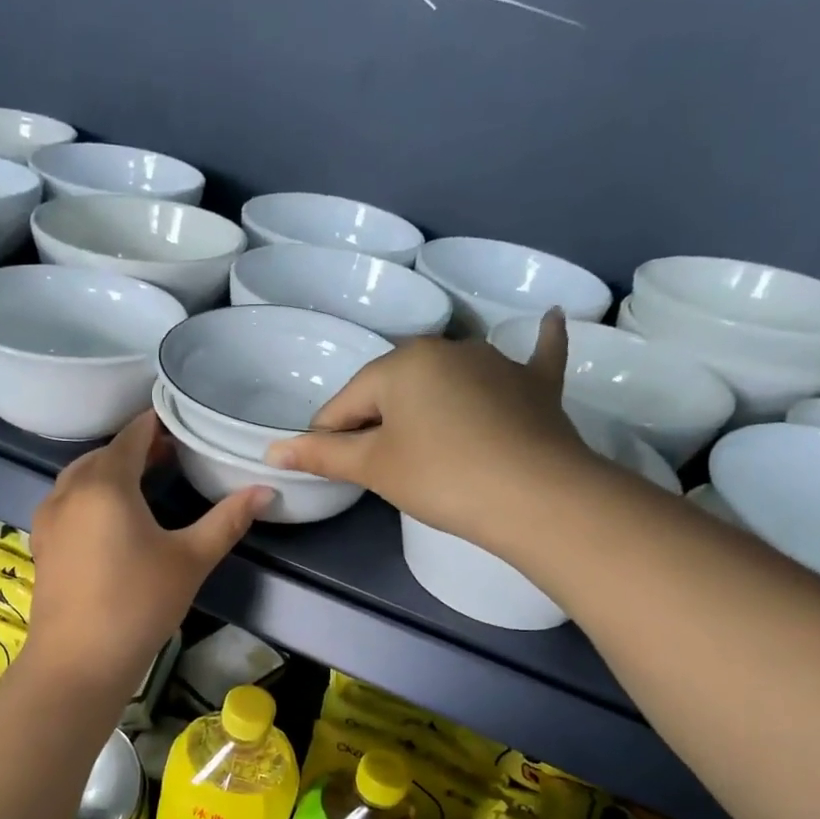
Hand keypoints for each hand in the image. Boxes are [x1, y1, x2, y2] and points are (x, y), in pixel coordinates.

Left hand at [26, 410, 270, 689]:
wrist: (78, 662)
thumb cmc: (139, 604)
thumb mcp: (190, 560)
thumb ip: (227, 520)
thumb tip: (266, 490)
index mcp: (105, 484)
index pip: (131, 437)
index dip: (156, 425)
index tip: (182, 422)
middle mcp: (69, 490)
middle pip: (104, 454)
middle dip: (136, 449)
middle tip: (172, 454)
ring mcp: (50, 518)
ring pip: (81, 477)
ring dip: (111, 471)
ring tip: (144, 482)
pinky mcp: (43, 543)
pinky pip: (68, 501)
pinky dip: (92, 494)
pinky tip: (112, 518)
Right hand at [264, 310, 600, 547]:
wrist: (536, 496)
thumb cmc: (442, 477)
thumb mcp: (375, 468)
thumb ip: (323, 455)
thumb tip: (271, 451)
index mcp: (401, 364)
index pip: (345, 403)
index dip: (331, 438)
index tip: (335, 470)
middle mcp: (447, 349)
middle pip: (393, 389)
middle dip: (379, 423)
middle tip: (384, 469)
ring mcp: (497, 363)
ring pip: (446, 382)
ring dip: (430, 404)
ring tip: (430, 446)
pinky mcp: (536, 385)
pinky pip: (532, 359)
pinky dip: (536, 346)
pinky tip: (548, 322)